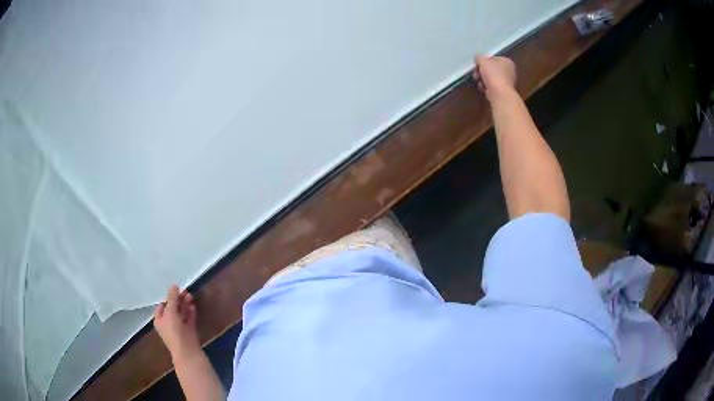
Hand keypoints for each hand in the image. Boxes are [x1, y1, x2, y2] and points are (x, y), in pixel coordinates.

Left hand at [154, 285, 200, 359]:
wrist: (187, 351)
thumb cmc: (174, 331)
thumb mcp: (170, 312)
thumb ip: (172, 298)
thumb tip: (173, 285)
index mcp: (159, 320)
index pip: (162, 306)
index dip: (167, 297)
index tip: (175, 290)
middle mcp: (168, 324)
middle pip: (173, 309)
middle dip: (178, 300)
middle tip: (185, 290)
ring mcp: (179, 328)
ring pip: (181, 314)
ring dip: (185, 304)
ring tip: (190, 295)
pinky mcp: (189, 332)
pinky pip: (189, 320)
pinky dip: (191, 313)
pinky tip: (193, 306)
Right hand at [473, 55, 516, 100]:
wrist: (499, 93)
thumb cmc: (493, 74)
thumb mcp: (482, 60)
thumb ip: (479, 58)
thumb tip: (477, 58)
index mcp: (507, 61)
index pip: (493, 58)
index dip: (484, 61)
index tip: (477, 65)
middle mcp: (509, 71)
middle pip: (491, 69)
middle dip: (481, 71)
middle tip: (476, 73)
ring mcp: (507, 82)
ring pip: (490, 78)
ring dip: (482, 79)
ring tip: (478, 81)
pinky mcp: (503, 91)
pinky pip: (492, 86)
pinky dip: (486, 86)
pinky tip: (483, 87)